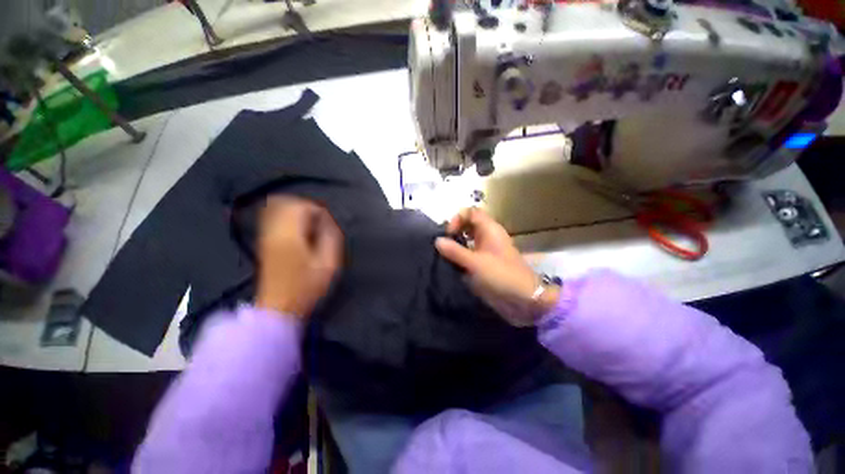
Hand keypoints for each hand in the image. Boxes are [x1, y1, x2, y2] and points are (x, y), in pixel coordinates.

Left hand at [256, 197, 342, 318]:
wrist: (278, 307)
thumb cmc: (306, 287)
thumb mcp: (328, 265)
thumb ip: (331, 239)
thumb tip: (329, 224)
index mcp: (290, 236)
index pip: (301, 207)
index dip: (318, 210)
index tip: (327, 224)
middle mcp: (274, 232)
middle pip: (286, 203)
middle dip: (306, 207)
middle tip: (319, 221)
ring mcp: (266, 237)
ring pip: (276, 208)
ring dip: (295, 211)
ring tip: (309, 223)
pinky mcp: (264, 243)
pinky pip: (272, 219)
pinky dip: (286, 217)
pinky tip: (297, 229)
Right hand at [435, 208, 558, 325]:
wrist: (524, 300)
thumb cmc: (501, 276)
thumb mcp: (475, 263)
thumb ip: (455, 251)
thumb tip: (437, 240)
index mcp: (490, 229)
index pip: (471, 212)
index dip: (458, 218)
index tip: (448, 234)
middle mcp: (488, 237)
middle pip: (468, 225)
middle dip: (455, 231)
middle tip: (443, 244)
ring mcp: (487, 251)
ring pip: (468, 240)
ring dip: (456, 245)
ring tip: (444, 255)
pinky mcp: (485, 264)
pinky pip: (470, 255)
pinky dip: (460, 257)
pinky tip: (452, 266)